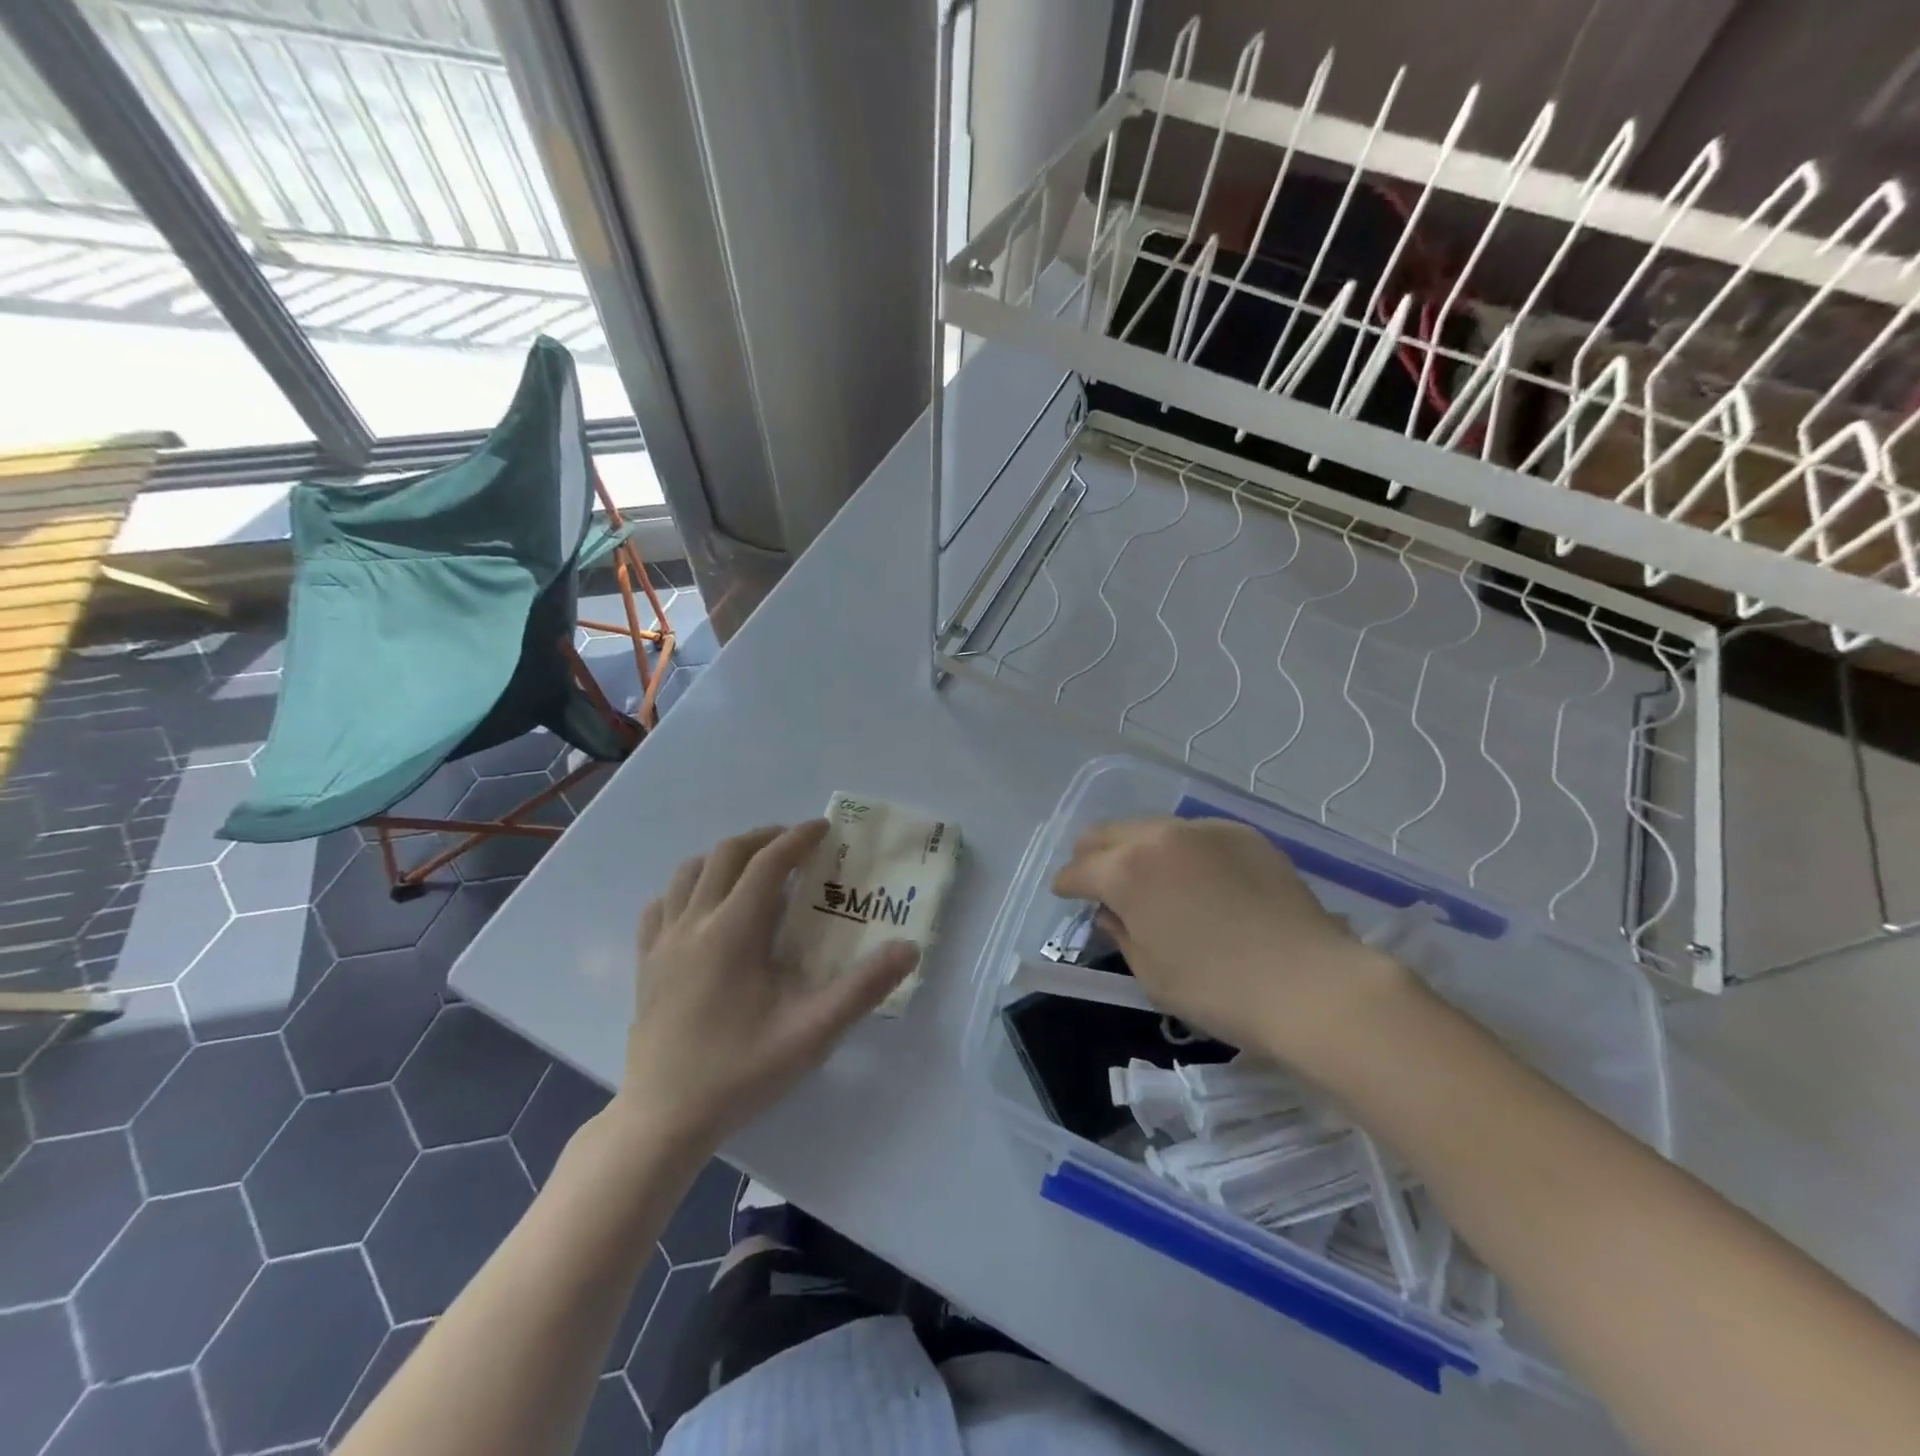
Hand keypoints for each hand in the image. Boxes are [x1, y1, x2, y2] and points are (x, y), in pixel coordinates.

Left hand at [613, 822, 918, 1146]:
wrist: (664, 1119)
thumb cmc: (740, 1071)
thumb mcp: (812, 1033)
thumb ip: (863, 988)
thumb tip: (908, 949)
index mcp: (733, 931)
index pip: (768, 863)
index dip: (798, 838)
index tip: (824, 828)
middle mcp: (693, 923)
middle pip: (726, 854)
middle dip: (764, 838)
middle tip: (796, 845)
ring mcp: (662, 942)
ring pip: (689, 872)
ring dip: (724, 858)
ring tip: (754, 868)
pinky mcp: (645, 963)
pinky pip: (661, 905)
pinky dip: (687, 888)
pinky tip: (703, 907)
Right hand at [1051, 817, 1413, 1080]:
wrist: (1312, 984)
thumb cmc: (1218, 990)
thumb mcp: (1152, 973)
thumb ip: (1121, 933)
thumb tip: (1110, 911)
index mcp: (1128, 871)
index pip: (1078, 869)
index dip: (1065, 884)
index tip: (1064, 894)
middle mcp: (1160, 837)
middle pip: (1107, 832)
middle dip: (1092, 854)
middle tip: (1095, 878)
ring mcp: (1204, 830)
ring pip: (1150, 826)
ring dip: (1135, 847)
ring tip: (1145, 876)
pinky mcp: (1242, 833)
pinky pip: (1194, 833)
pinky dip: (1179, 849)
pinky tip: (1195, 876)